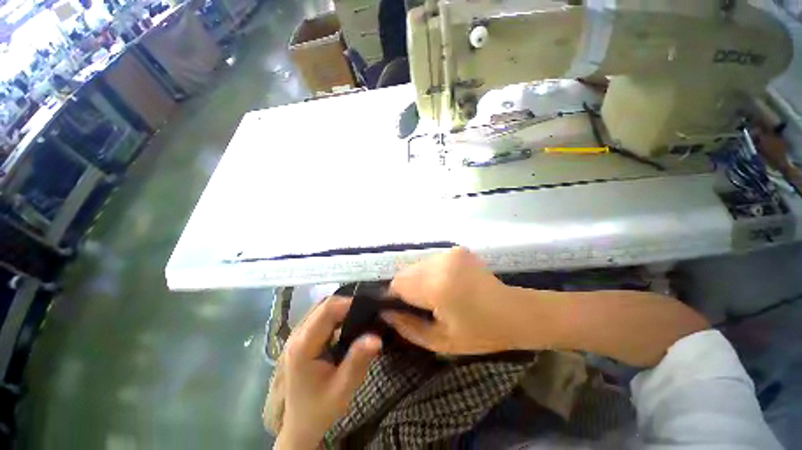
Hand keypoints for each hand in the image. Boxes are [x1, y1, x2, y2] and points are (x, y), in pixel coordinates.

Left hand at [276, 297, 381, 448]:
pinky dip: (337, 314)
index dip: (349, 303)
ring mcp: (297, 335)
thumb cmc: (320, 409)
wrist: (300, 424)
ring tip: (362, 315)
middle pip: (324, 305)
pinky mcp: (302, 337)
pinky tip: (348, 323)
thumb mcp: (343, 389)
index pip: (327, 310)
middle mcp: (297, 334)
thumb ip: (358, 360)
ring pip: (322, 308)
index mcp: (303, 345)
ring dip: (342, 308)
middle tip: (369, 311)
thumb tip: (376, 336)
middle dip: (348, 304)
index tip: (371, 307)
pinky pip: (321, 316)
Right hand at [382, 247, 535, 354]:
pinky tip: (445, 284)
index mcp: (437, 286)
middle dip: (406, 288)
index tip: (398, 309)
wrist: (514, 312)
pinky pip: (431, 261)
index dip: (394, 297)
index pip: (398, 283)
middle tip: (419, 305)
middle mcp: (441, 262)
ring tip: (433, 295)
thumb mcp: (440, 341)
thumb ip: (408, 327)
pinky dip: (431, 273)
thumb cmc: (480, 333)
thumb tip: (385, 314)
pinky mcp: (457, 250)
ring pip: (418, 265)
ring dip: (418, 279)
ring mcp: (450, 253)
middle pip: (406, 271)